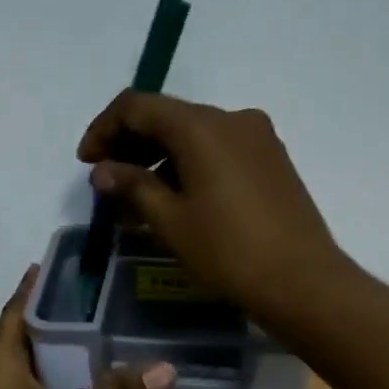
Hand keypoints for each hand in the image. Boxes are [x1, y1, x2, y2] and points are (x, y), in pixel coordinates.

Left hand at [0, 266, 174, 388]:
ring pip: (27, 368)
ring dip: (57, 353)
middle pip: (25, 336)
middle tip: (103, 301)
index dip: (38, 284)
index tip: (65, 262)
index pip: (18, 309)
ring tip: (101, 339)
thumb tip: (167, 368)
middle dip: (59, 318)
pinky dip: (53, 383)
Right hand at [78, 93, 348, 330]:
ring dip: (161, 158)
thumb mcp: (171, 221)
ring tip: (140, 199)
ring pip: (196, 135)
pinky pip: (220, 150)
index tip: (86, 163)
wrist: (302, 282)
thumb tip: (103, 170)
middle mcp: (233, 118)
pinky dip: (191, 165)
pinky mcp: (273, 160)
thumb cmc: (229, 252)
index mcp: (202, 126)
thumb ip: (132, 186)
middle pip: (169, 117)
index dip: (104, 129)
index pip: (138, 106)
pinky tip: (179, 199)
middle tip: (108, 183)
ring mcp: (259, 138)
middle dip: (132, 144)